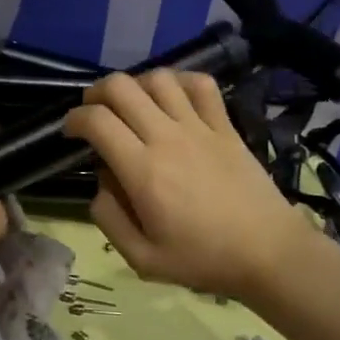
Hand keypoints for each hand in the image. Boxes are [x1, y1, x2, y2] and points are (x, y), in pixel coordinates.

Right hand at [64, 70, 321, 302]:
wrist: (269, 254)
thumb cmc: (203, 260)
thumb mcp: (142, 259)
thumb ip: (109, 220)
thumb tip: (100, 184)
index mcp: (142, 170)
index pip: (97, 121)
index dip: (74, 119)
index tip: (71, 131)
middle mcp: (167, 138)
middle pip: (122, 87)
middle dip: (97, 92)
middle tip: (94, 111)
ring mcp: (199, 128)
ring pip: (159, 79)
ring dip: (137, 84)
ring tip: (132, 104)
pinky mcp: (225, 126)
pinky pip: (202, 85)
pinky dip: (182, 81)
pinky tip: (174, 97)